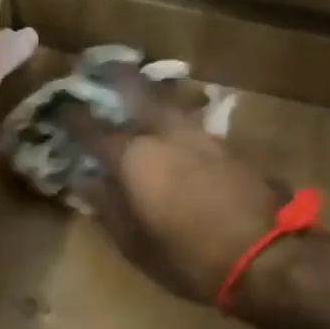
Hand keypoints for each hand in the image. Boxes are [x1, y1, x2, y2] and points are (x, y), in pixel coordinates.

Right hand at [62, 63, 287, 305]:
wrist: (266, 257)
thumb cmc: (189, 259)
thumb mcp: (136, 245)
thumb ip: (109, 209)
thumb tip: (88, 182)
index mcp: (135, 159)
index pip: (96, 131)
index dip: (76, 119)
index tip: (63, 108)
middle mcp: (167, 136)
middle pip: (139, 94)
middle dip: (119, 79)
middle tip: (106, 69)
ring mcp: (203, 138)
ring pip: (171, 105)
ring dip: (153, 97)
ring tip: (141, 94)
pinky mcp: (230, 148)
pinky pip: (194, 124)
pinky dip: (178, 119)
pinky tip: (175, 128)